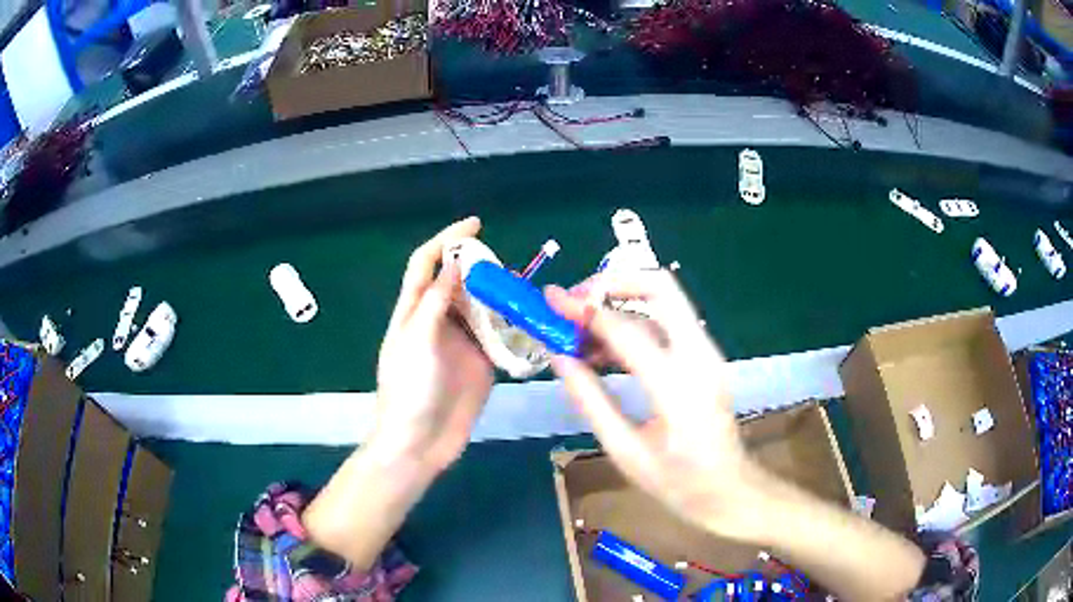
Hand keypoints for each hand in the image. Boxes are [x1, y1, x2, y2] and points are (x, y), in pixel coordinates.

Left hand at [305, 218, 493, 569]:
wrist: (419, 443)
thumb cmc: (408, 391)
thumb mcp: (416, 342)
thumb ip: (435, 303)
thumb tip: (454, 267)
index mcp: (413, 311)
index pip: (426, 264)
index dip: (446, 240)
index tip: (475, 225)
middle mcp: (437, 321)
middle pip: (457, 281)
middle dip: (479, 266)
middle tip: (505, 267)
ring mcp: (461, 342)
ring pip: (481, 306)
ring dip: (498, 294)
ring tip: (521, 289)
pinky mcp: (481, 363)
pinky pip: (498, 335)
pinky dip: (511, 323)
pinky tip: (528, 317)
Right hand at [545, 270, 769, 539]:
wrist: (731, 490)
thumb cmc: (679, 483)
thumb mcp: (625, 451)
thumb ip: (591, 401)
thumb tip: (558, 358)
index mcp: (678, 387)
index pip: (628, 330)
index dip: (585, 310)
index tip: (551, 300)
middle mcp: (699, 356)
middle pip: (661, 287)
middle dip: (613, 282)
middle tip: (574, 301)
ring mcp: (707, 353)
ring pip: (664, 301)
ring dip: (620, 303)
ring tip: (579, 331)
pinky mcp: (705, 357)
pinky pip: (666, 323)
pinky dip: (632, 322)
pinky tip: (603, 348)